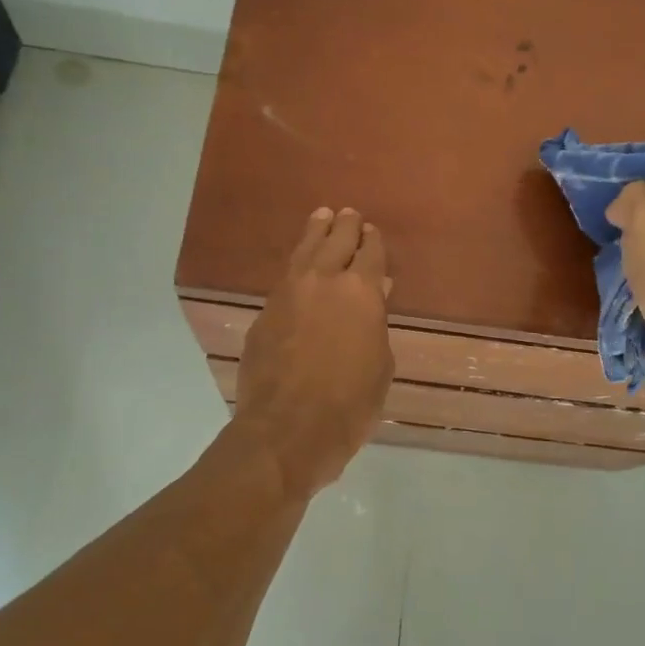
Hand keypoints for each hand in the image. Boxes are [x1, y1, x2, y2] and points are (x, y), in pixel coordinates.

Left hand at [233, 207, 394, 496]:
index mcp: (361, 291)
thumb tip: (376, 294)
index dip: (373, 241)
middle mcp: (324, 280)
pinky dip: (297, 262)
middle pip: (336, 239)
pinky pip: (285, 275)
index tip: (372, 232)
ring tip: (322, 216)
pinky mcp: (265, 311)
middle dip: (346, 225)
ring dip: (316, 231)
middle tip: (349, 215)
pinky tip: (300, 263)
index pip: (371, 252)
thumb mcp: (380, 365)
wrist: (287, 429)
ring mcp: (289, 292)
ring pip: (305, 249)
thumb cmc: (349, 404)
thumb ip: (376, 323)